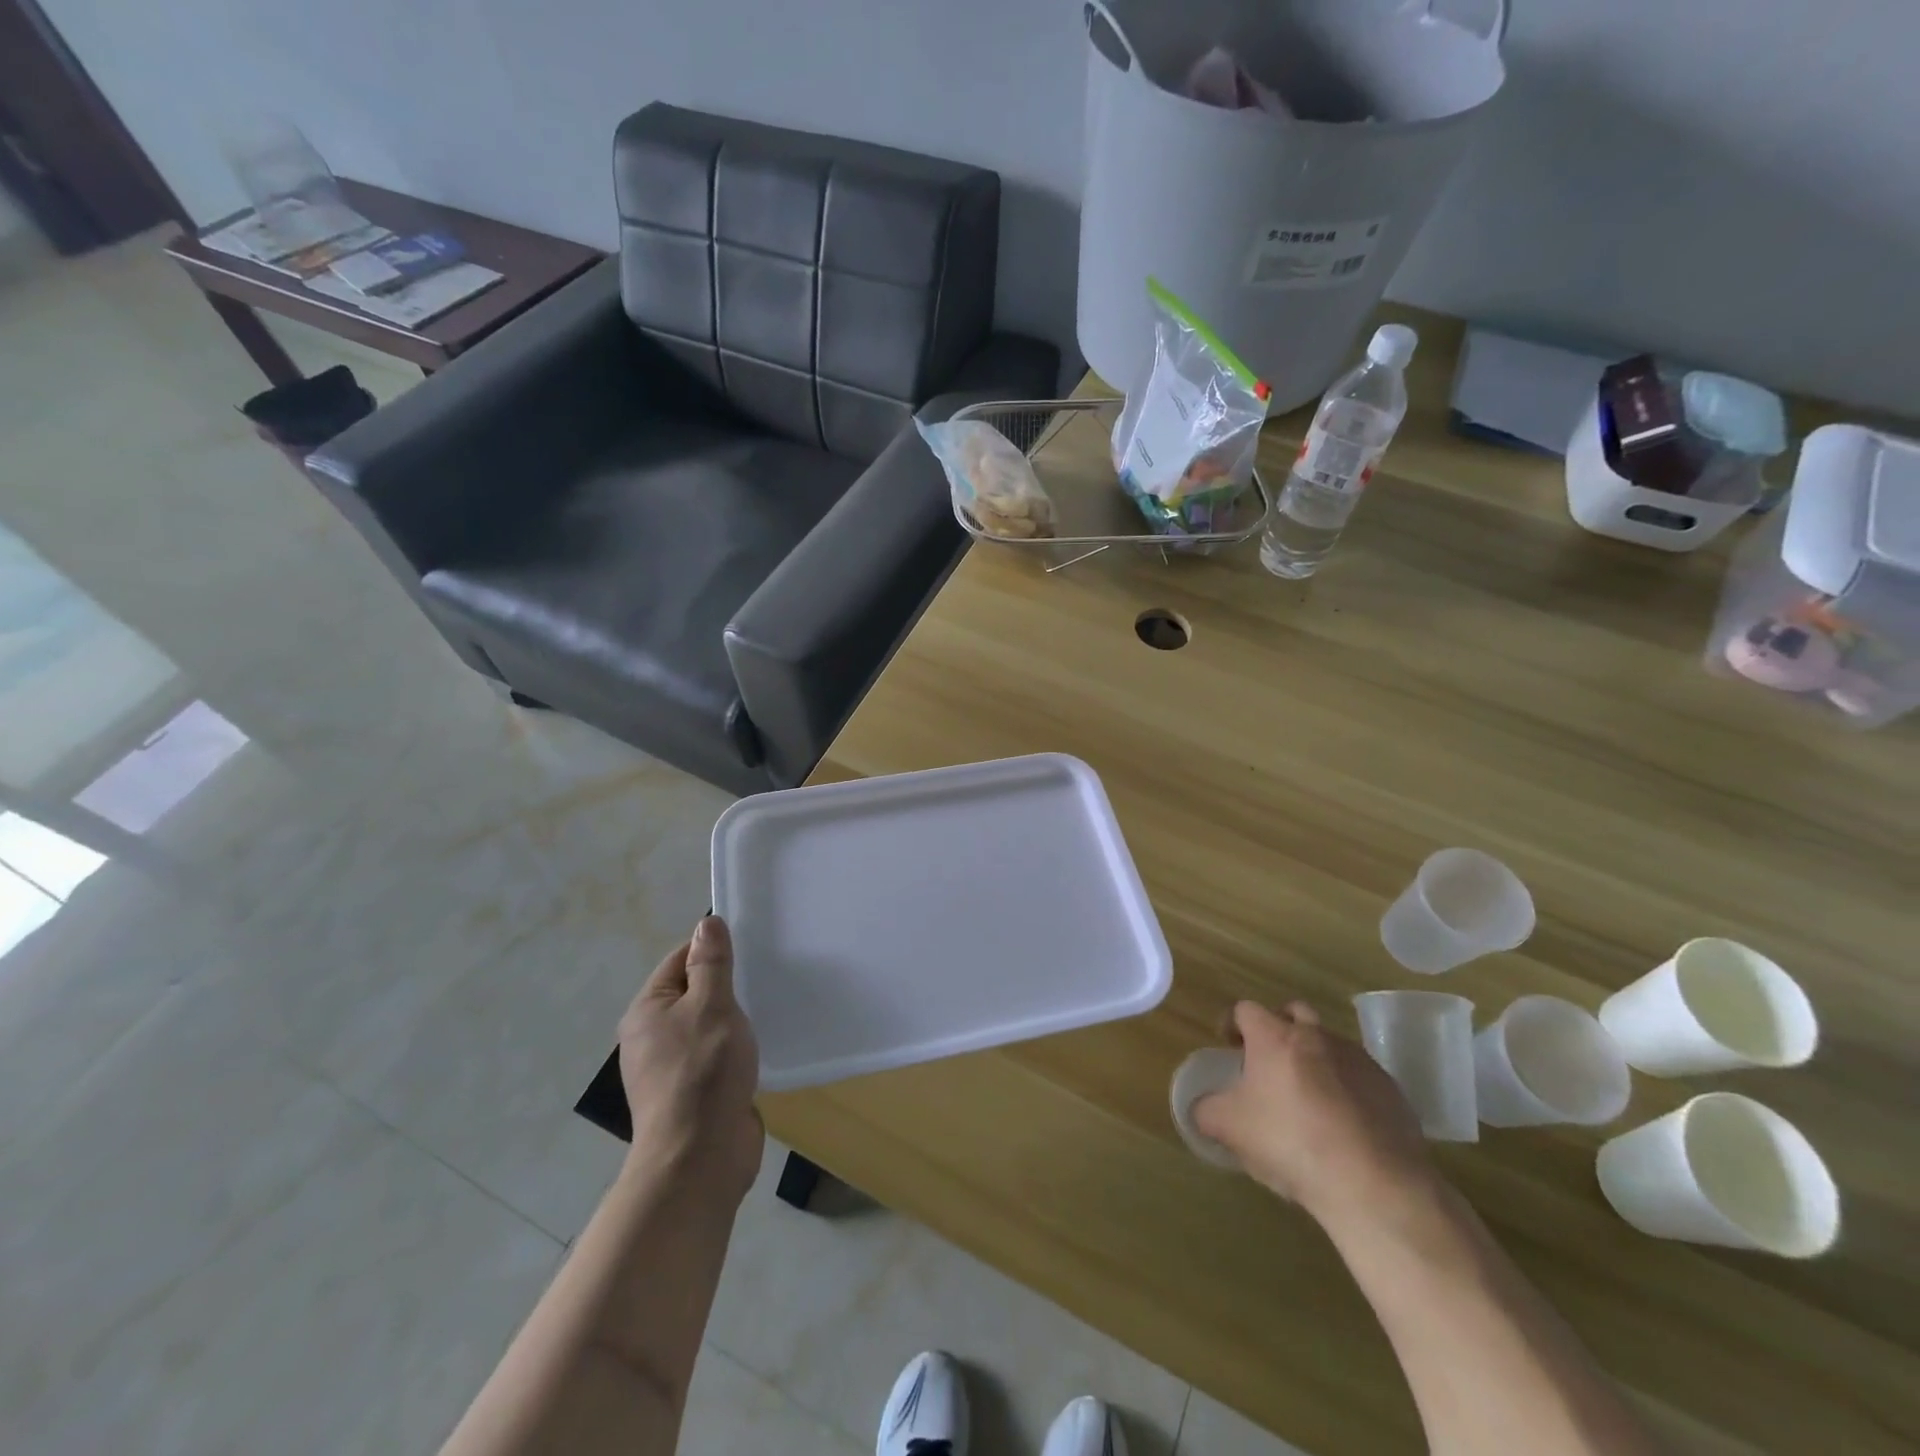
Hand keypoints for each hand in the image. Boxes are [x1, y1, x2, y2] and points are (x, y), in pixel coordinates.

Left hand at [617, 916, 762, 1201]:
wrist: (700, 1158)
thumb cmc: (703, 1071)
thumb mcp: (712, 1006)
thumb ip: (711, 964)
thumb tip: (706, 923)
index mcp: (647, 1011)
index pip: (680, 960)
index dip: (712, 951)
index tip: (750, 948)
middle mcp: (651, 1037)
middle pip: (694, 993)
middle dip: (728, 986)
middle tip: (766, 975)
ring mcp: (671, 1069)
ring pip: (707, 1026)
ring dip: (735, 1019)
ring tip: (769, 1008)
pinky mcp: (693, 1094)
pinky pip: (717, 1055)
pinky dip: (737, 1048)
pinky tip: (762, 1045)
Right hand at [1193, 1000, 1438, 1227]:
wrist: (1373, 1184)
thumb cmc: (1290, 1143)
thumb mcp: (1230, 1129)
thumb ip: (1206, 1111)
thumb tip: (1200, 1107)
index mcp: (1275, 1037)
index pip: (1246, 1009)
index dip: (1233, 1024)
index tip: (1229, 1046)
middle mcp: (1317, 1036)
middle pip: (1293, 1012)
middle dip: (1278, 1029)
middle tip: (1269, 1061)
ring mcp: (1358, 1060)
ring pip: (1328, 1043)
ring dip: (1314, 1058)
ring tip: (1307, 1098)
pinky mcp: (1390, 1089)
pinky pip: (1359, 1076)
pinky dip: (1346, 1088)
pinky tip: (1342, 1124)